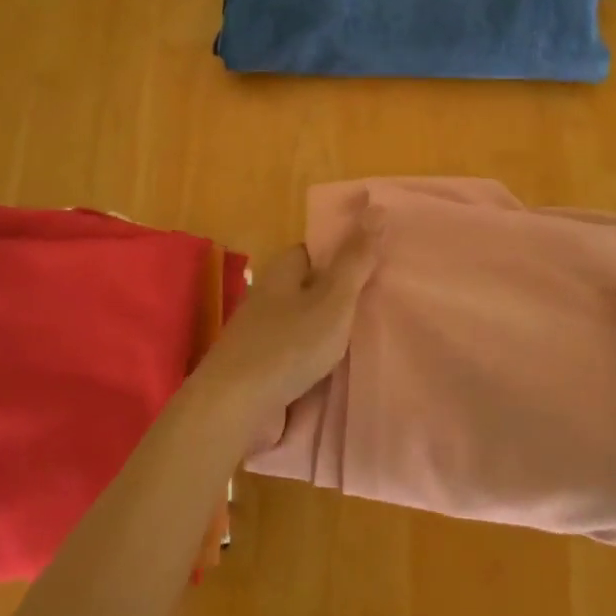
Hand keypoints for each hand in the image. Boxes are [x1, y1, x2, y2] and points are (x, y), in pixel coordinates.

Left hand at [194, 212, 383, 425]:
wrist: (235, 407)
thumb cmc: (287, 346)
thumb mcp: (332, 300)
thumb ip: (355, 260)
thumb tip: (376, 207)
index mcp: (281, 274)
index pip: (311, 250)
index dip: (340, 251)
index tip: (372, 259)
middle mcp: (267, 299)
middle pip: (308, 286)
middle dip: (338, 292)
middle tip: (379, 299)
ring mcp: (261, 335)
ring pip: (303, 322)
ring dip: (328, 327)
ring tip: (369, 332)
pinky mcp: (261, 369)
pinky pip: (296, 353)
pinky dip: (316, 356)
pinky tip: (339, 367)